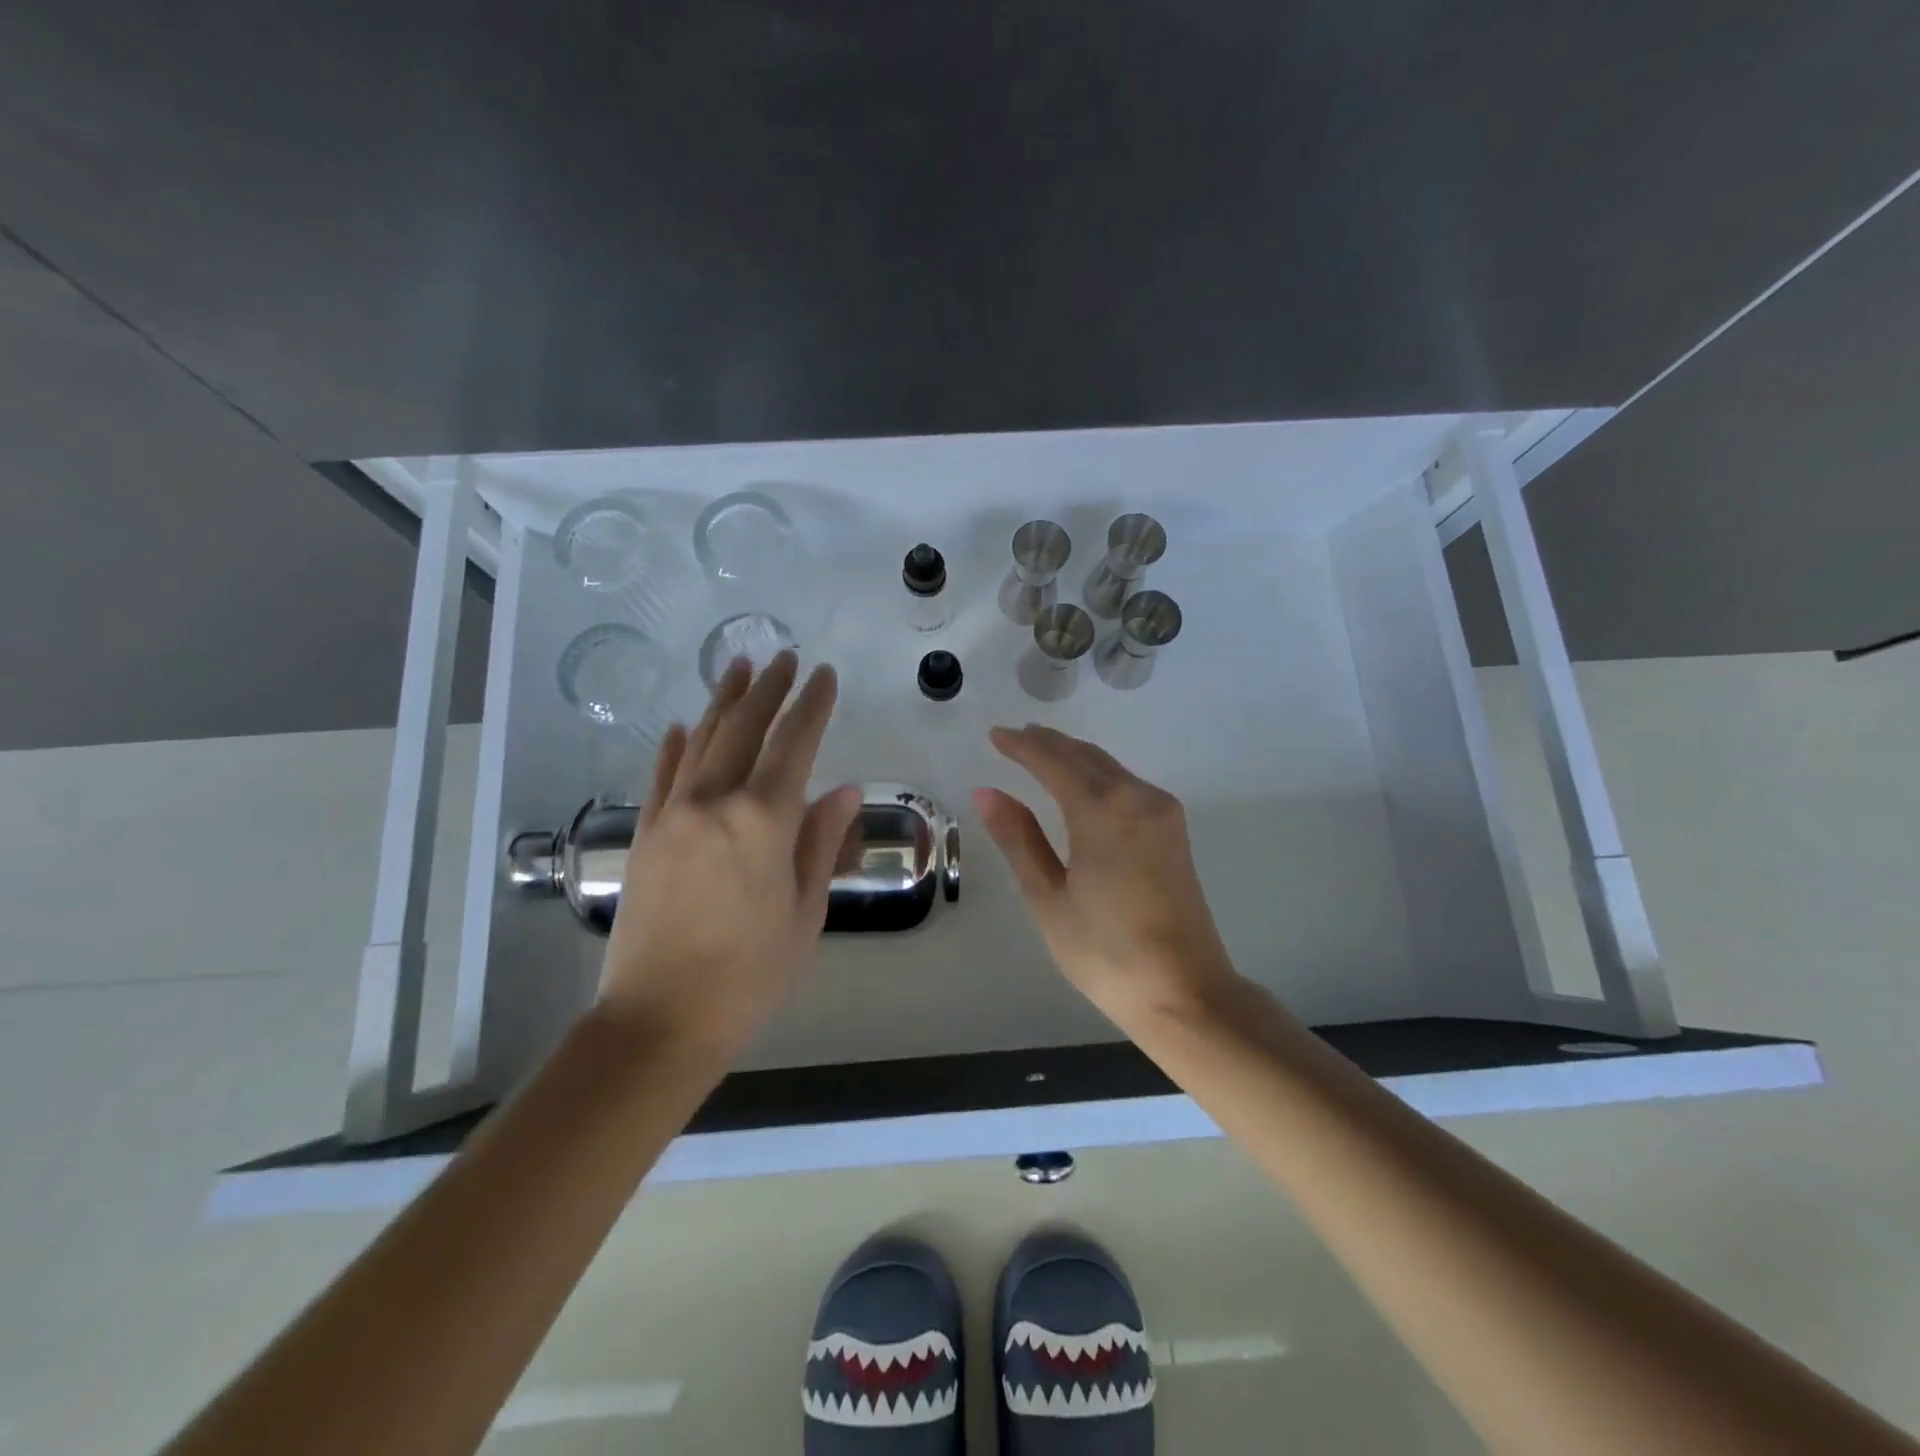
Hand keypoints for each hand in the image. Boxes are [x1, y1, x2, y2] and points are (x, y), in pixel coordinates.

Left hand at [600, 652, 861, 1053]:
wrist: (659, 1020)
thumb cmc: (749, 975)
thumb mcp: (805, 911)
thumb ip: (821, 841)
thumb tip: (843, 789)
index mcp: (763, 821)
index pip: (794, 745)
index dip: (812, 705)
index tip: (825, 675)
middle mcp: (714, 803)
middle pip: (744, 729)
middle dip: (769, 689)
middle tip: (785, 656)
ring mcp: (673, 815)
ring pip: (700, 742)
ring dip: (723, 702)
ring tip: (740, 668)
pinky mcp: (646, 835)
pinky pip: (661, 777)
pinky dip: (673, 747)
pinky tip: (679, 726)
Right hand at [974, 725, 1239, 1029]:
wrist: (1186, 992)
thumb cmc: (1106, 952)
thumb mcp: (1049, 898)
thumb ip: (1019, 839)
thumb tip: (987, 792)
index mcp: (1102, 811)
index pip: (1053, 761)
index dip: (1021, 746)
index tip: (994, 735)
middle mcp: (1137, 798)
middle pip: (1085, 756)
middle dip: (1048, 743)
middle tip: (1014, 737)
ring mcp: (1162, 812)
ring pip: (1109, 766)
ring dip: (1073, 755)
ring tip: (1039, 751)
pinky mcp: (1173, 830)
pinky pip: (1127, 783)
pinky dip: (1097, 773)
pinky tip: (1080, 782)